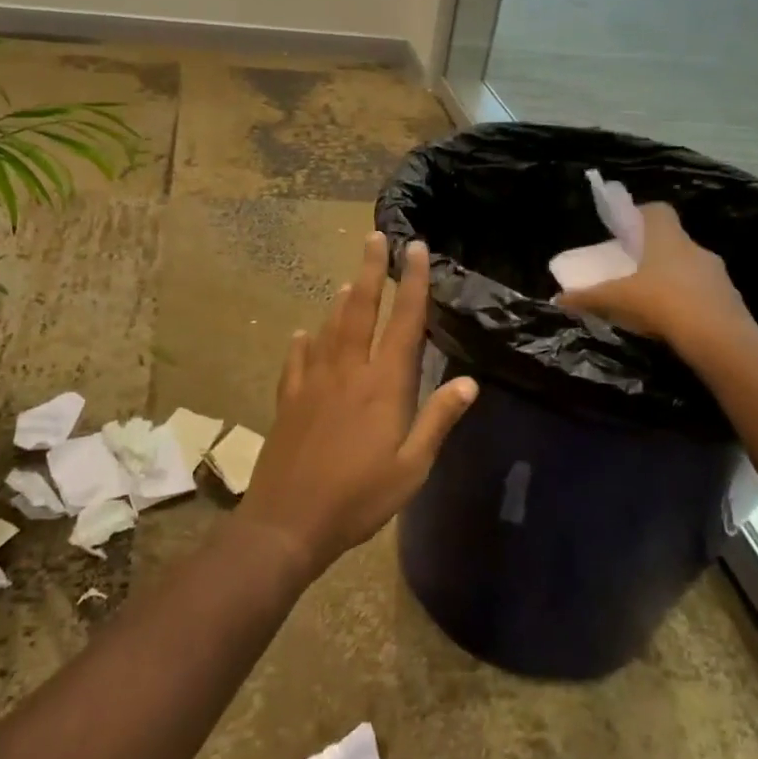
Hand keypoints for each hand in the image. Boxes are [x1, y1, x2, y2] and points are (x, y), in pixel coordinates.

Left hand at [239, 233, 477, 575]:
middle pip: (360, 309)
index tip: (416, 249)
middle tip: (375, 238)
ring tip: (349, 281)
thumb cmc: (359, 498)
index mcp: (383, 385)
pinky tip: (305, 333)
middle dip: (370, 270)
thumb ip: (438, 420)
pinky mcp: (288, 398)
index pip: (405, 323)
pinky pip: (297, 358)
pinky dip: (304, 341)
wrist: (289, 520)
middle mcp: (347, 371)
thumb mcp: (411, 467)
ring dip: (341, 301)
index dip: (413, 283)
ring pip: (329, 328)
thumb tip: (469, 382)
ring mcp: (312, 381)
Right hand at [556, 203, 757, 355]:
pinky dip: (686, 300)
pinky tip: (671, 320)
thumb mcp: (617, 300)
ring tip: (649, 298)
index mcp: (667, 239)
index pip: (657, 211)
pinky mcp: (728, 299)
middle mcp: (694, 249)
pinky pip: (701, 291)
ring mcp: (715, 273)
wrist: (719, 338)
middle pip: (671, 241)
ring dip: (669, 278)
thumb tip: (558, 299)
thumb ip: (588, 297)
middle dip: (651, 253)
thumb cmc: (662, 303)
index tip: (624, 231)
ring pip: (687, 267)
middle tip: (629, 269)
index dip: (640, 215)